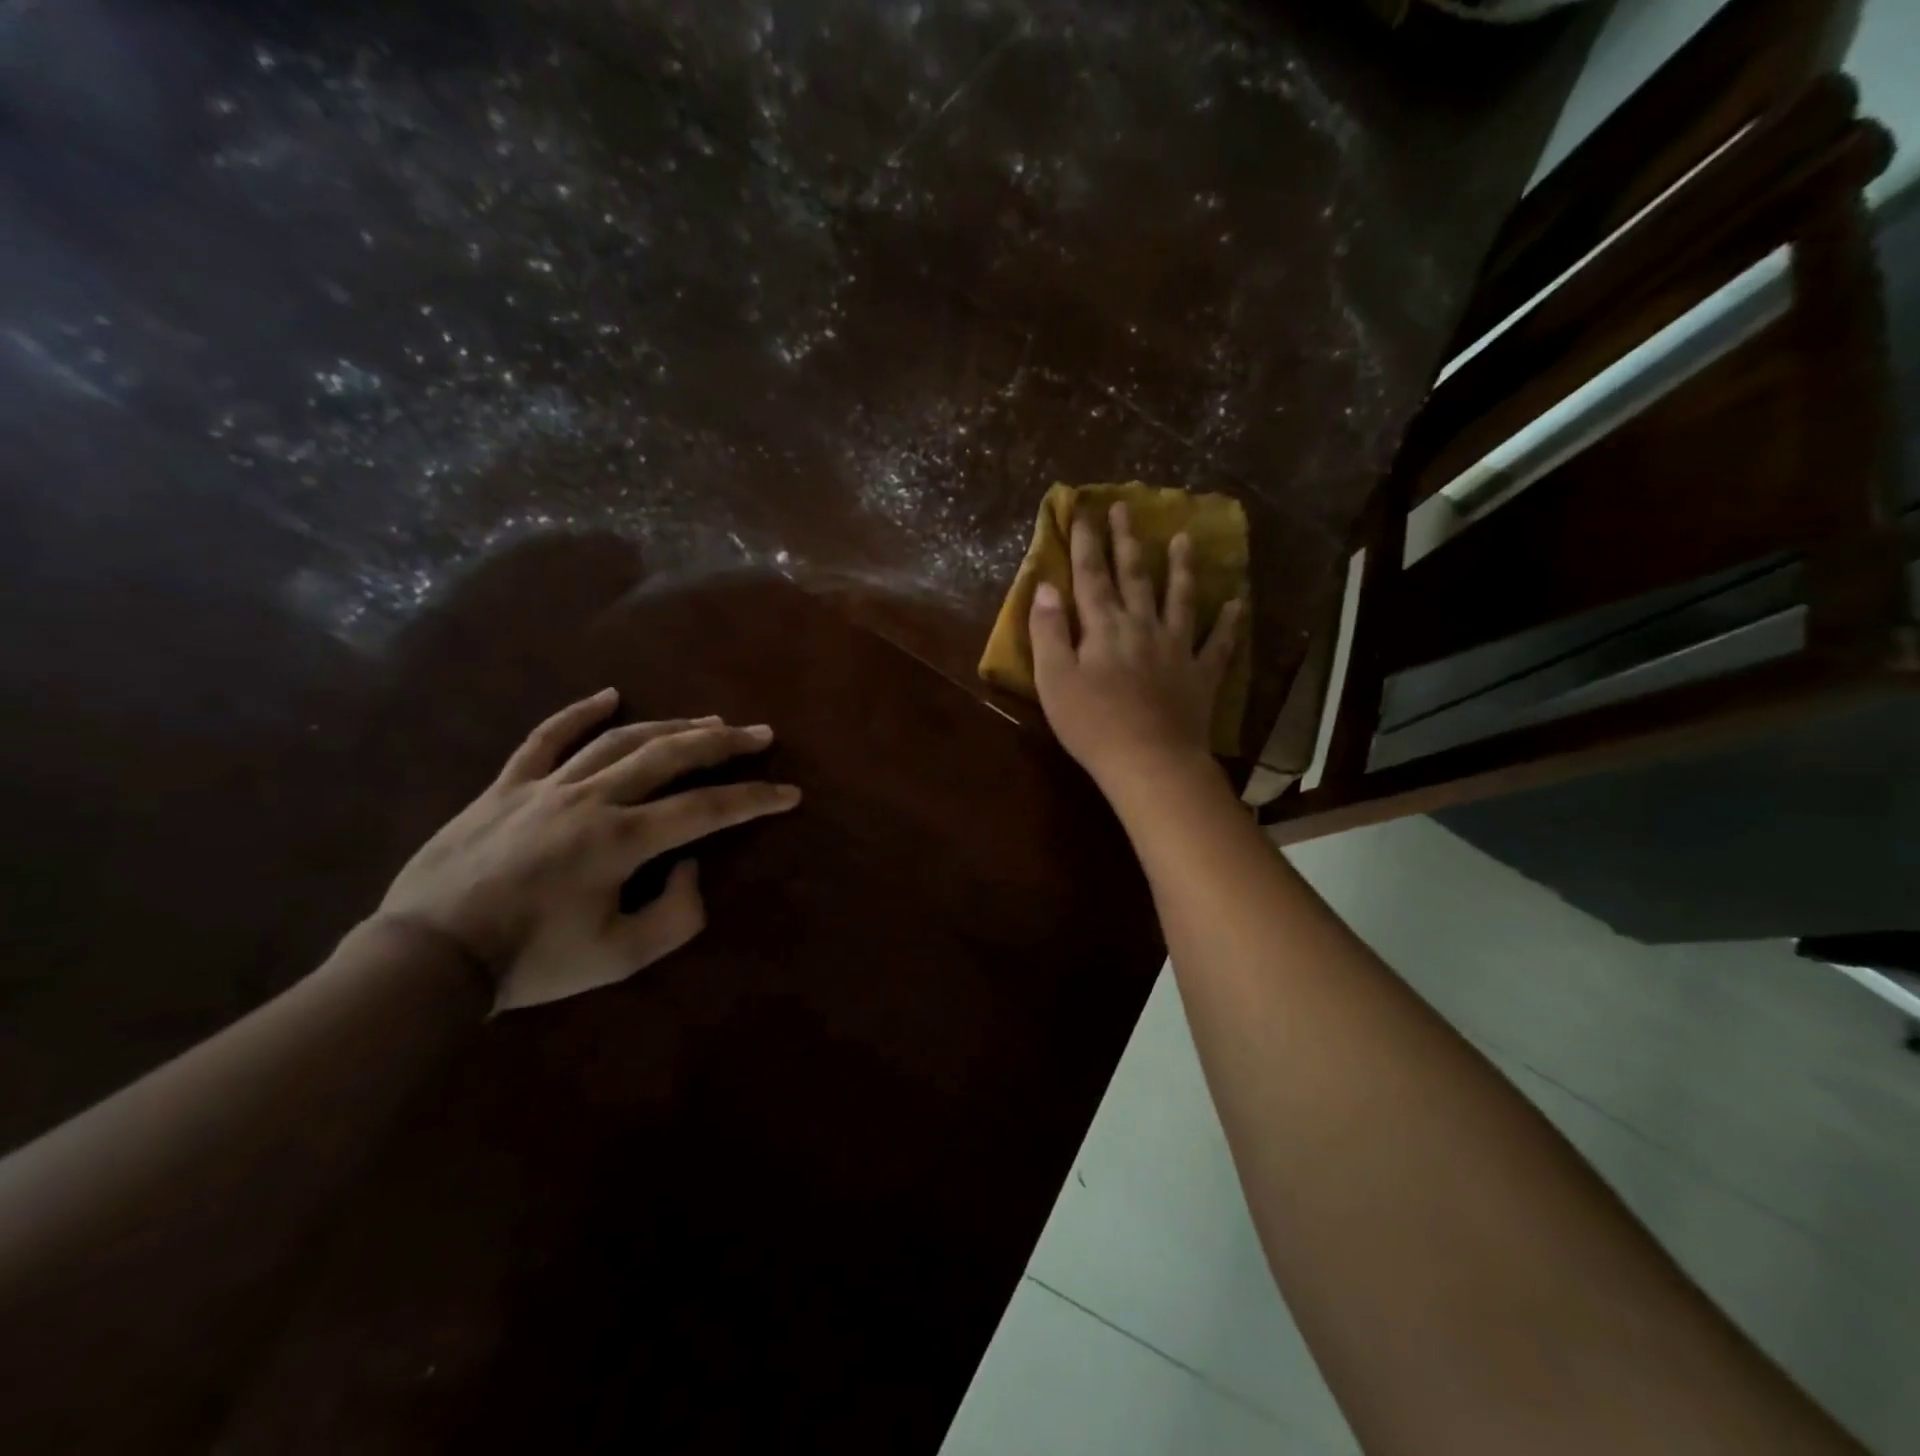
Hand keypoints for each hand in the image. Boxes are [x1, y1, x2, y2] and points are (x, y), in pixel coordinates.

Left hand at [376, 689, 800, 1010]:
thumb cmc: (533, 962)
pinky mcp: (506, 786)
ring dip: (671, 726)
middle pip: (670, 756)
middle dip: (724, 744)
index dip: (755, 799)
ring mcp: (546, 786)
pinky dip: (578, 713)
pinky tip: (610, 696)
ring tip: (708, 721)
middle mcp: (592, 799)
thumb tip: (688, 864)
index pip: (707, 809)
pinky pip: (544, 738)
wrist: (429, 958)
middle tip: (760, 733)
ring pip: (620, 740)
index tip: (789, 792)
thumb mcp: (621, 957)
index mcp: (622, 840)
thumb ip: (676, 913)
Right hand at [1029, 502, 1240, 790]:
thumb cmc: (1092, 724)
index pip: (1090, 576)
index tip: (1082, 511)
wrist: (1150, 761)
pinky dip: (1228, 623)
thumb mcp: (1054, 679)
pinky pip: (1218, 644)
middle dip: (1126, 540)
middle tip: (1125, 508)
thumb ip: (1048, 631)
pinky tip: (1236, 604)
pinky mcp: (1200, 676)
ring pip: (1179, 599)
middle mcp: (1142, 626)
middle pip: (1134, 576)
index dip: (1084, 543)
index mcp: (1103, 628)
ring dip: (1181, 568)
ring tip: (1185, 538)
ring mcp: (1176, 649)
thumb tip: (1046, 586)